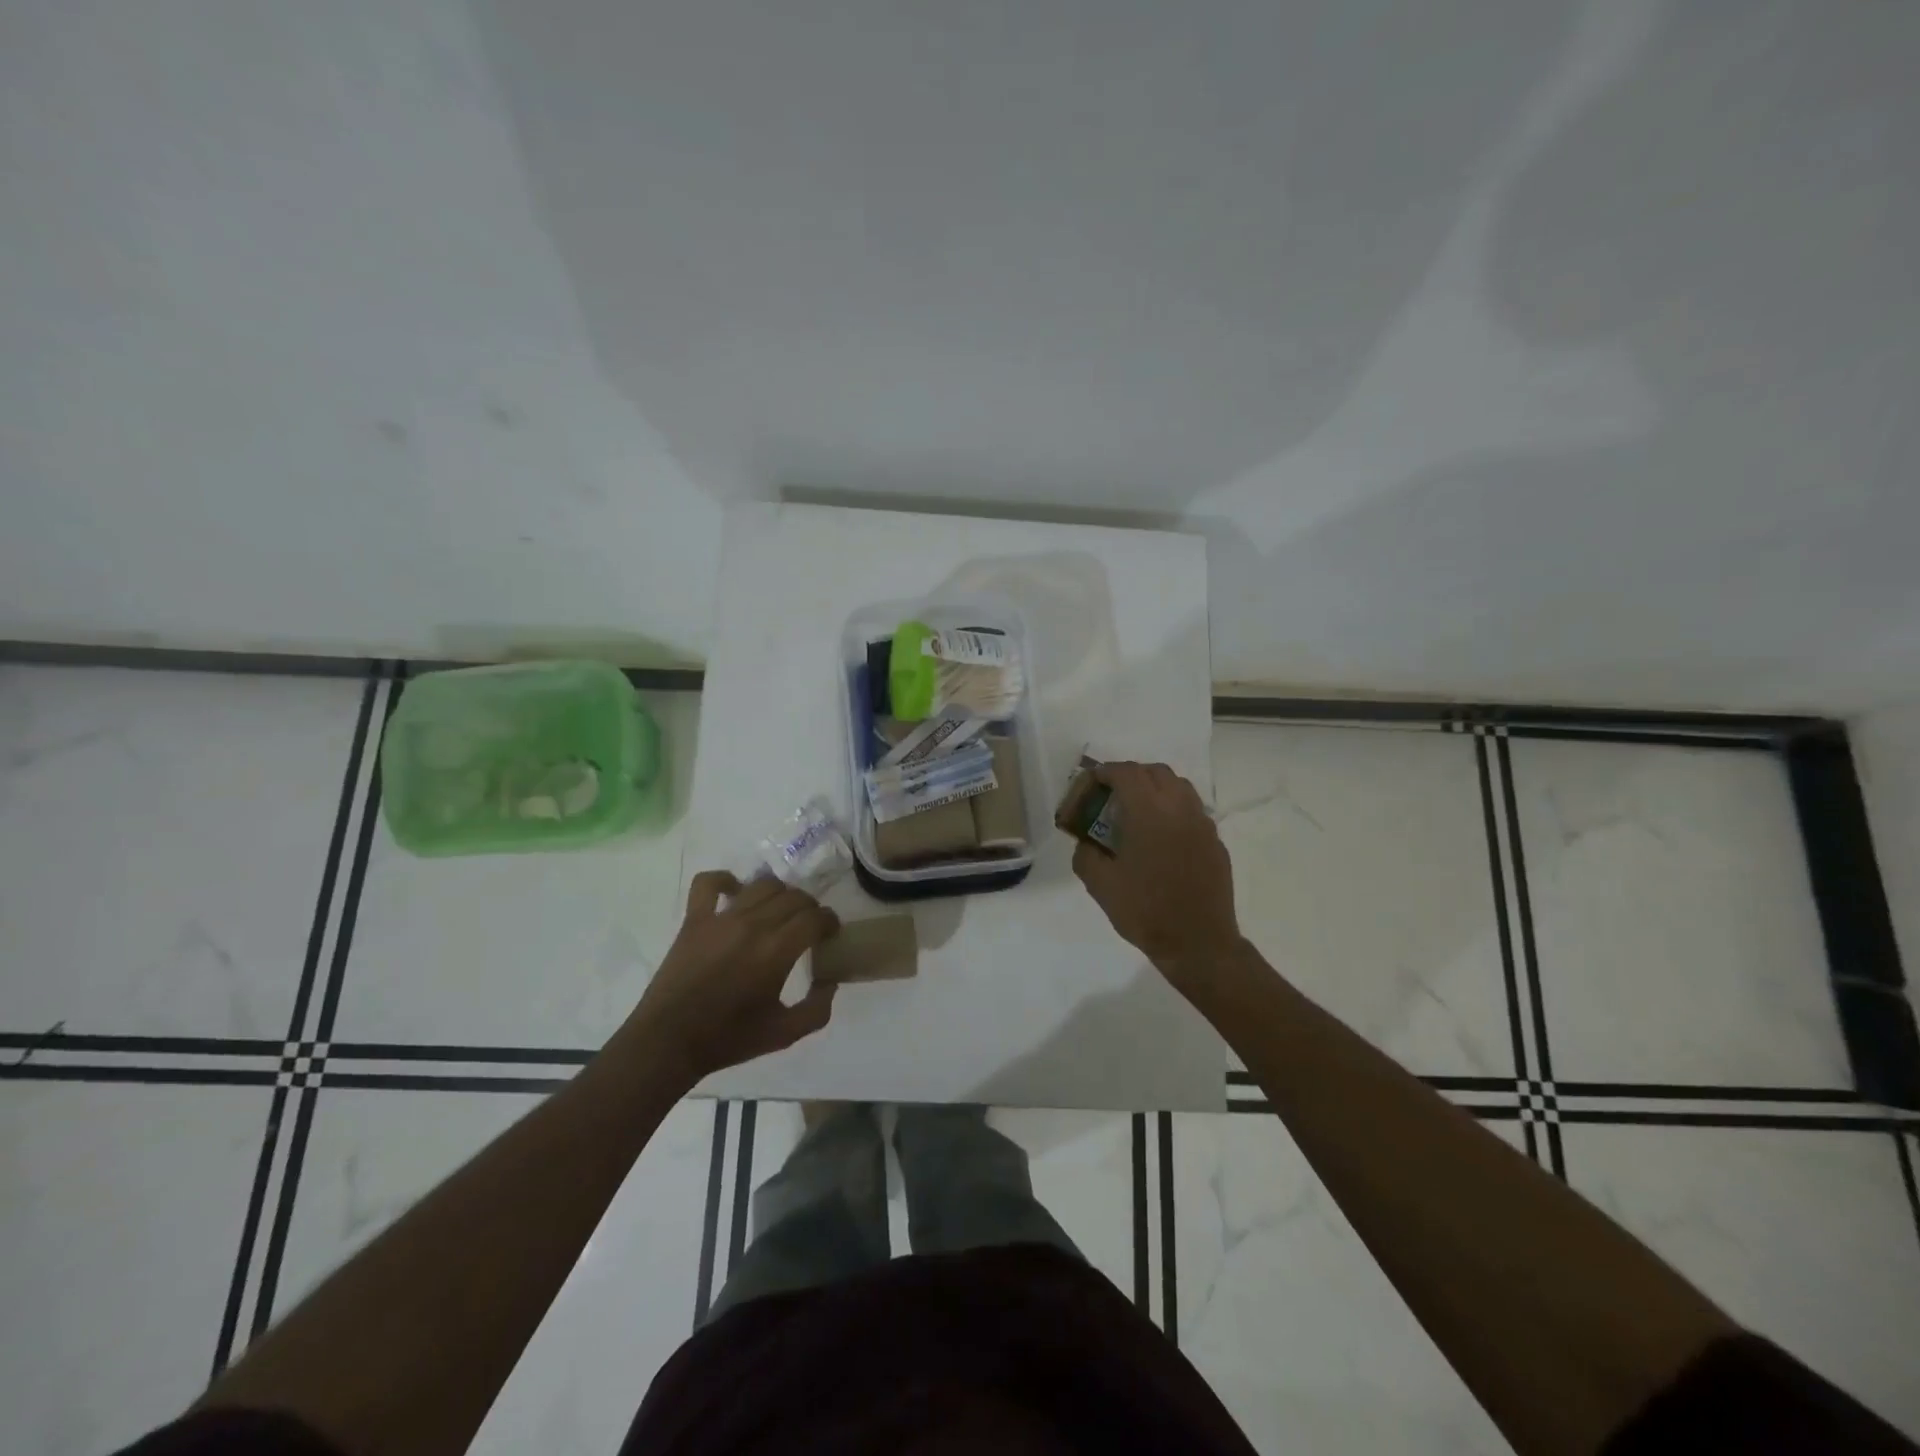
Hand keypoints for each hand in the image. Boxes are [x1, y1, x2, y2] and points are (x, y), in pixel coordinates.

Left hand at [627, 870, 840, 1087]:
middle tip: (808, 926)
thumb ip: (817, 1008)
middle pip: (794, 897)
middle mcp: (753, 925)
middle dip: (810, 908)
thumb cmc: (728, 1039)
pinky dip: (726, 880)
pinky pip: (709, 883)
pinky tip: (736, 891)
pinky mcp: (695, 919)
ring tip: (779, 911)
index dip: (829, 922)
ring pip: (762, 885)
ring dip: (779, 894)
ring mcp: (721, 918)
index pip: (815, 918)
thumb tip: (830, 981)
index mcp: (777, 951)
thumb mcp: (785, 1034)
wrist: (669, 1043)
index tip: (830, 934)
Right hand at [1071, 762, 1242, 993]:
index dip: (1106, 772)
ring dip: (1156, 787)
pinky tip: (1162, 836)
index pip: (1126, 773)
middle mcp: (1179, 808)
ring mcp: (1202, 824)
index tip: (1092, 782)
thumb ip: (1086, 854)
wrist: (1198, 943)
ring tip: (1138, 810)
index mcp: (1149, 812)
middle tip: (1113, 795)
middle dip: (1131, 775)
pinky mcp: (1216, 842)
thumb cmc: (1145, 911)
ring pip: (1179, 786)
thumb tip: (1086, 842)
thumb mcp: (1100, 885)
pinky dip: (1173, 809)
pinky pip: (1192, 810)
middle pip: (1156, 771)